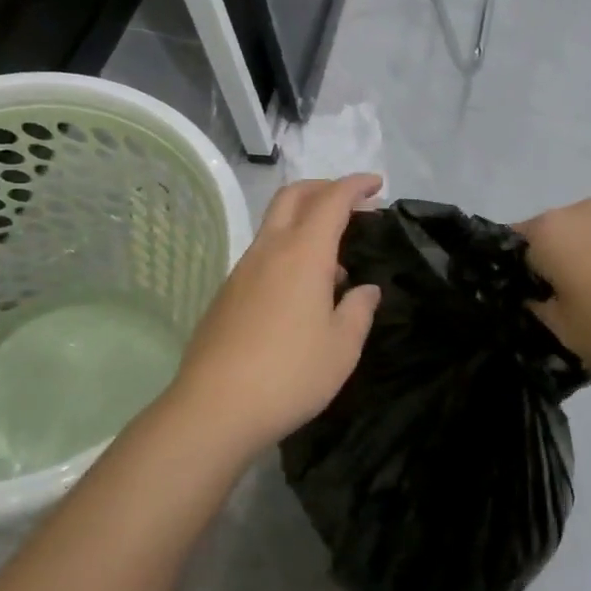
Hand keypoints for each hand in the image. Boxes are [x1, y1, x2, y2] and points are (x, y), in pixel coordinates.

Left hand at [165, 175, 383, 458]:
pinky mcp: (227, 292)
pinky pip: (263, 252)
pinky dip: (288, 249)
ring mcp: (243, 269)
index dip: (355, 186)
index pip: (331, 200)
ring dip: (305, 221)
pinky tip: (302, 290)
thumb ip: (359, 311)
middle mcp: (269, 250)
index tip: (376, 184)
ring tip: (335, 258)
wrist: (214, 407)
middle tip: (352, 203)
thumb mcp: (342, 348)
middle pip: (293, 196)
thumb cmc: (290, 374)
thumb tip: (365, 289)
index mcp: (303, 253)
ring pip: (274, 223)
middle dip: (324, 188)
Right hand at [518, 198, 590, 392]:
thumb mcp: (568, 333)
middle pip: (539, 244)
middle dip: (539, 279)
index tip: (512, 314)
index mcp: (548, 229)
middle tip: (550, 325)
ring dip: (573, 278)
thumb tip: (533, 296)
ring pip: (574, 248)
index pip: (500, 247)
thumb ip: (537, 309)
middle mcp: (577, 212)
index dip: (501, 281)